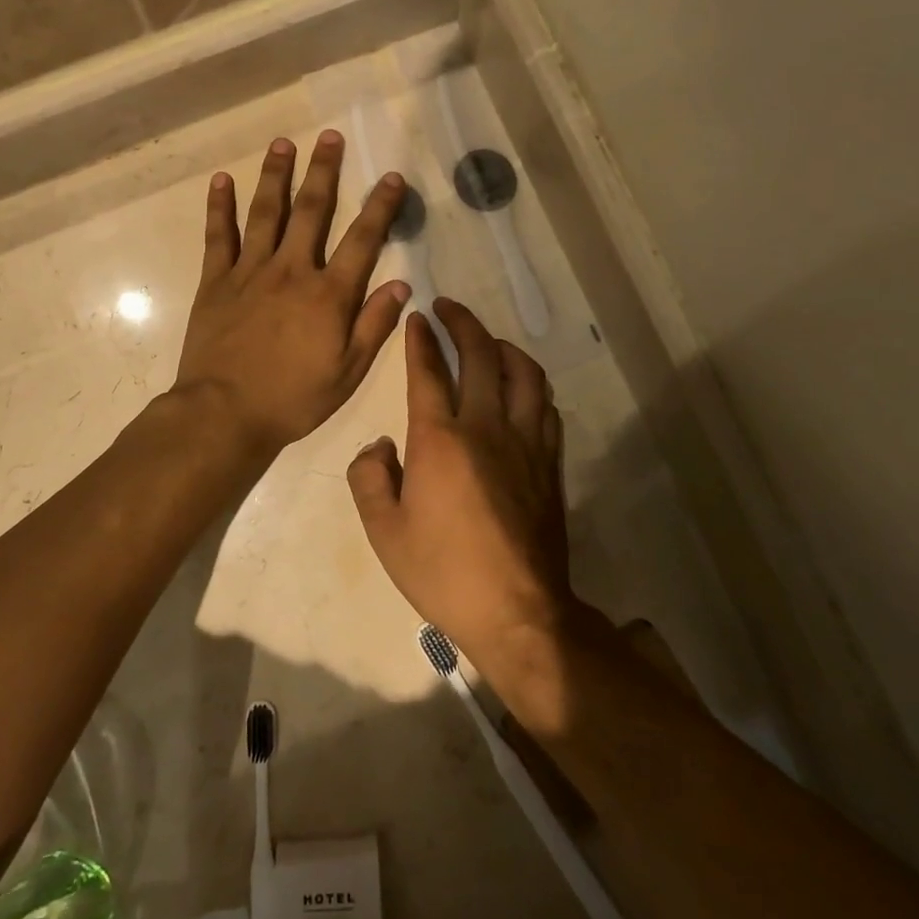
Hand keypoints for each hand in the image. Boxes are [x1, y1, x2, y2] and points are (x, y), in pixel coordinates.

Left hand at [175, 133, 409, 457]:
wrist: (224, 414)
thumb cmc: (292, 399)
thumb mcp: (347, 373)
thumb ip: (374, 325)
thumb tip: (402, 284)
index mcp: (328, 294)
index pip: (362, 240)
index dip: (380, 206)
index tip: (392, 177)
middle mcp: (291, 270)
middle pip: (312, 211)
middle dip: (324, 171)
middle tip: (330, 137)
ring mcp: (250, 271)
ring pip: (266, 212)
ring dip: (276, 175)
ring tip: (282, 143)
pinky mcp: (215, 281)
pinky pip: (218, 236)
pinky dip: (219, 207)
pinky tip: (222, 180)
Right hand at [347, 298, 579, 664]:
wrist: (518, 612)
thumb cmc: (443, 572)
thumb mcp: (383, 532)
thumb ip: (369, 478)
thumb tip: (380, 446)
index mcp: (440, 439)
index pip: (428, 371)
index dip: (420, 339)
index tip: (417, 318)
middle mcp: (485, 426)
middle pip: (480, 355)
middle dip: (462, 322)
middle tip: (449, 307)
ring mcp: (525, 442)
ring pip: (523, 372)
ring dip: (503, 346)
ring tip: (488, 341)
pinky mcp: (549, 462)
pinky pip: (545, 406)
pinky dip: (531, 384)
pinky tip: (521, 389)